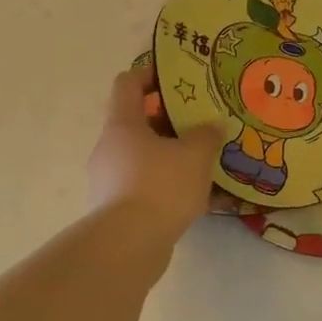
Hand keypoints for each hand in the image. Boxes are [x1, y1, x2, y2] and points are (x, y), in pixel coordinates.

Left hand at [87, 67, 224, 240]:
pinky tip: (192, 198)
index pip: (127, 84)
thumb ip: (207, 134)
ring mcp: (108, 180)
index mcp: (122, 125)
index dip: (150, 75)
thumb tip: (213, 125)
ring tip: (200, 164)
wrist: (128, 245)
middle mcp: (109, 148)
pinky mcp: (115, 209)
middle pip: (137, 122)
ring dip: (168, 156)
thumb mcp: (195, 155)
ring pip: (141, 157)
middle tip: (199, 125)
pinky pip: (143, 186)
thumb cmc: (160, 186)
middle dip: (168, 121)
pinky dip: (164, 186)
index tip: (176, 79)